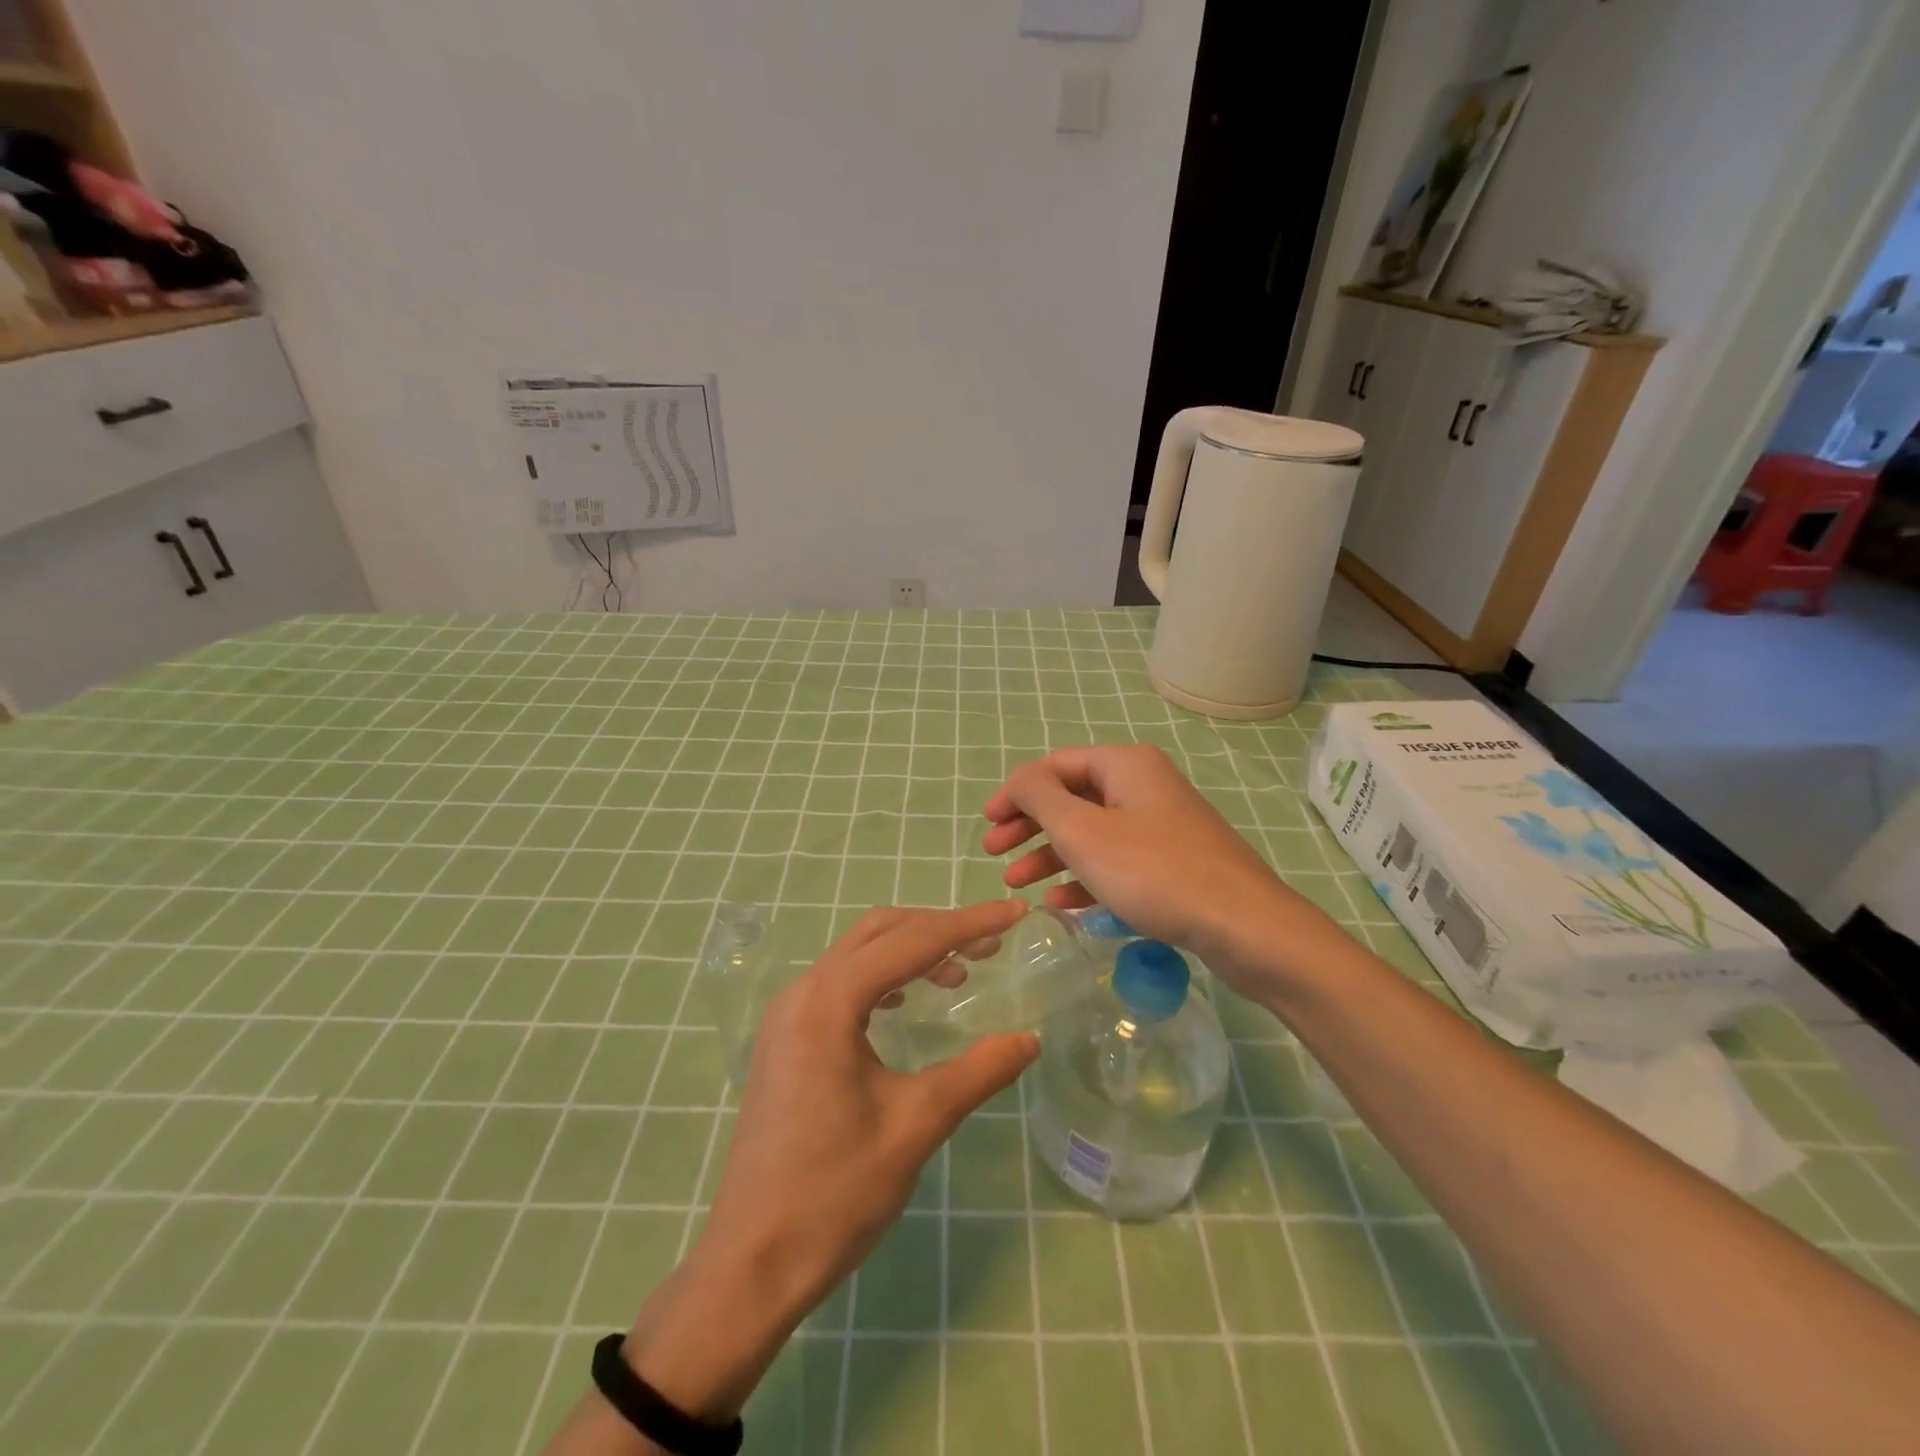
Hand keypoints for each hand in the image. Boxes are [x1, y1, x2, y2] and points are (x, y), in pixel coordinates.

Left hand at [616, 901, 1037, 1424]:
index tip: (1014, 912)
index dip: (967, 923)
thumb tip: (1029, 1039)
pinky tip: (907, 1001)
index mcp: (828, 1003)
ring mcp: (787, 1016)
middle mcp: (802, 993)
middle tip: (991, 943)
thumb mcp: (915, 1127)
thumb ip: (977, 1073)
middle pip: (879, 932)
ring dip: (909, 950)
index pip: (910, 941)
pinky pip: (840, 983)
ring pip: (857, 954)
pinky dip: (883, 977)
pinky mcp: (785, 1039)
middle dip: (938, 928)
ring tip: (960, 971)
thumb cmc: (834, 1194)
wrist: (750, 1264)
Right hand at [982, 745, 1343, 992]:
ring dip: (1050, 855)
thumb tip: (1020, 778)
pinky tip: (1059, 903)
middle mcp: (1144, 786)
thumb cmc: (1153, 871)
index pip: (1055, 766)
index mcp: (1125, 766)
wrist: (1244, 926)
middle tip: (994, 854)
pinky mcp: (1174, 863)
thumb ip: (1039, 796)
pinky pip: (1117, 861)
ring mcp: (1162, 826)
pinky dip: (1084, 877)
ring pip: (1092, 833)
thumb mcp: (1081, 830)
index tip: (987, 825)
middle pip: (1072, 798)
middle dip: (1029, 826)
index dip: (1016, 793)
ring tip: (1016, 883)